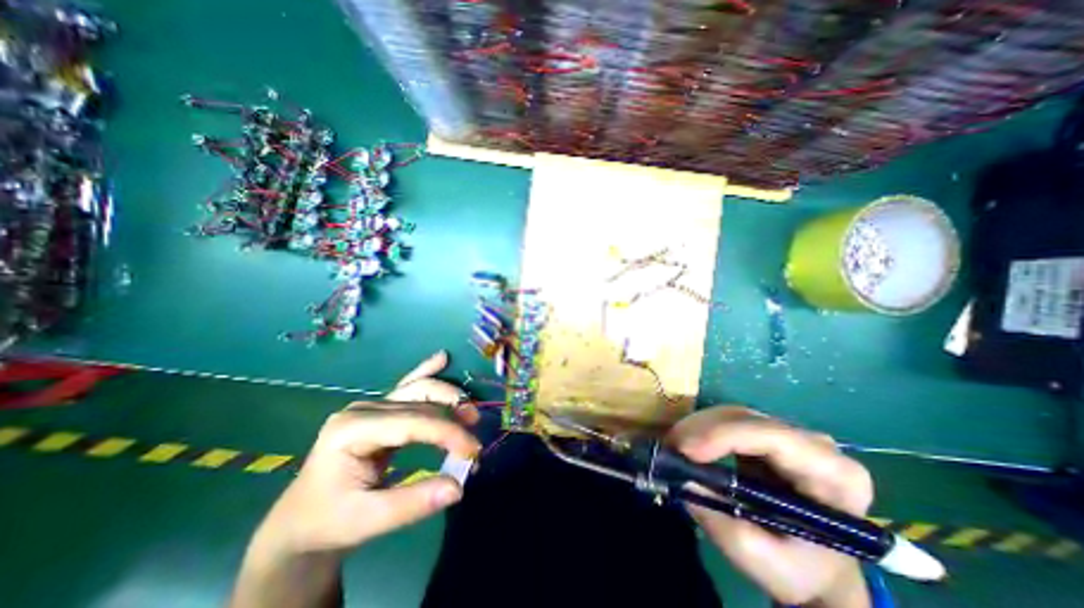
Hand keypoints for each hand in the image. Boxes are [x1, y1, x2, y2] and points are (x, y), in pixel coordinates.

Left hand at [252, 352, 477, 555]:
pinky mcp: (380, 409)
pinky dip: (427, 371)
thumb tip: (459, 487)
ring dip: (449, 397)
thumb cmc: (329, 520)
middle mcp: (364, 409)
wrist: (301, 521)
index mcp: (353, 430)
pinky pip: (408, 386)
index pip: (413, 422)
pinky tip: (442, 358)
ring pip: (419, 389)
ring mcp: (371, 405)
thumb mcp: (367, 521)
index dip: (448, 432)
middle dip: (453, 417)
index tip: (473, 451)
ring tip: (471, 413)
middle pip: (420, 402)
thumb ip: (414, 503)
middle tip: (475, 439)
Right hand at [671, 407, 869, 607]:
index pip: (773, 437)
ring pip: (733, 414)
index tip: (685, 450)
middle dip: (702, 429)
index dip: (724, 435)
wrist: (814, 567)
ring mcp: (789, 434)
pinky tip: (687, 444)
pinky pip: (728, 420)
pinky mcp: (766, 434)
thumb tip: (682, 480)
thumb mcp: (760, 558)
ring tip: (673, 446)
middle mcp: (814, 444)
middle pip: (748, 419)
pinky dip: (702, 430)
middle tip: (670, 447)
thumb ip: (720, 521)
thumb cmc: (798, 569)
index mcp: (834, 475)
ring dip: (697, 427)